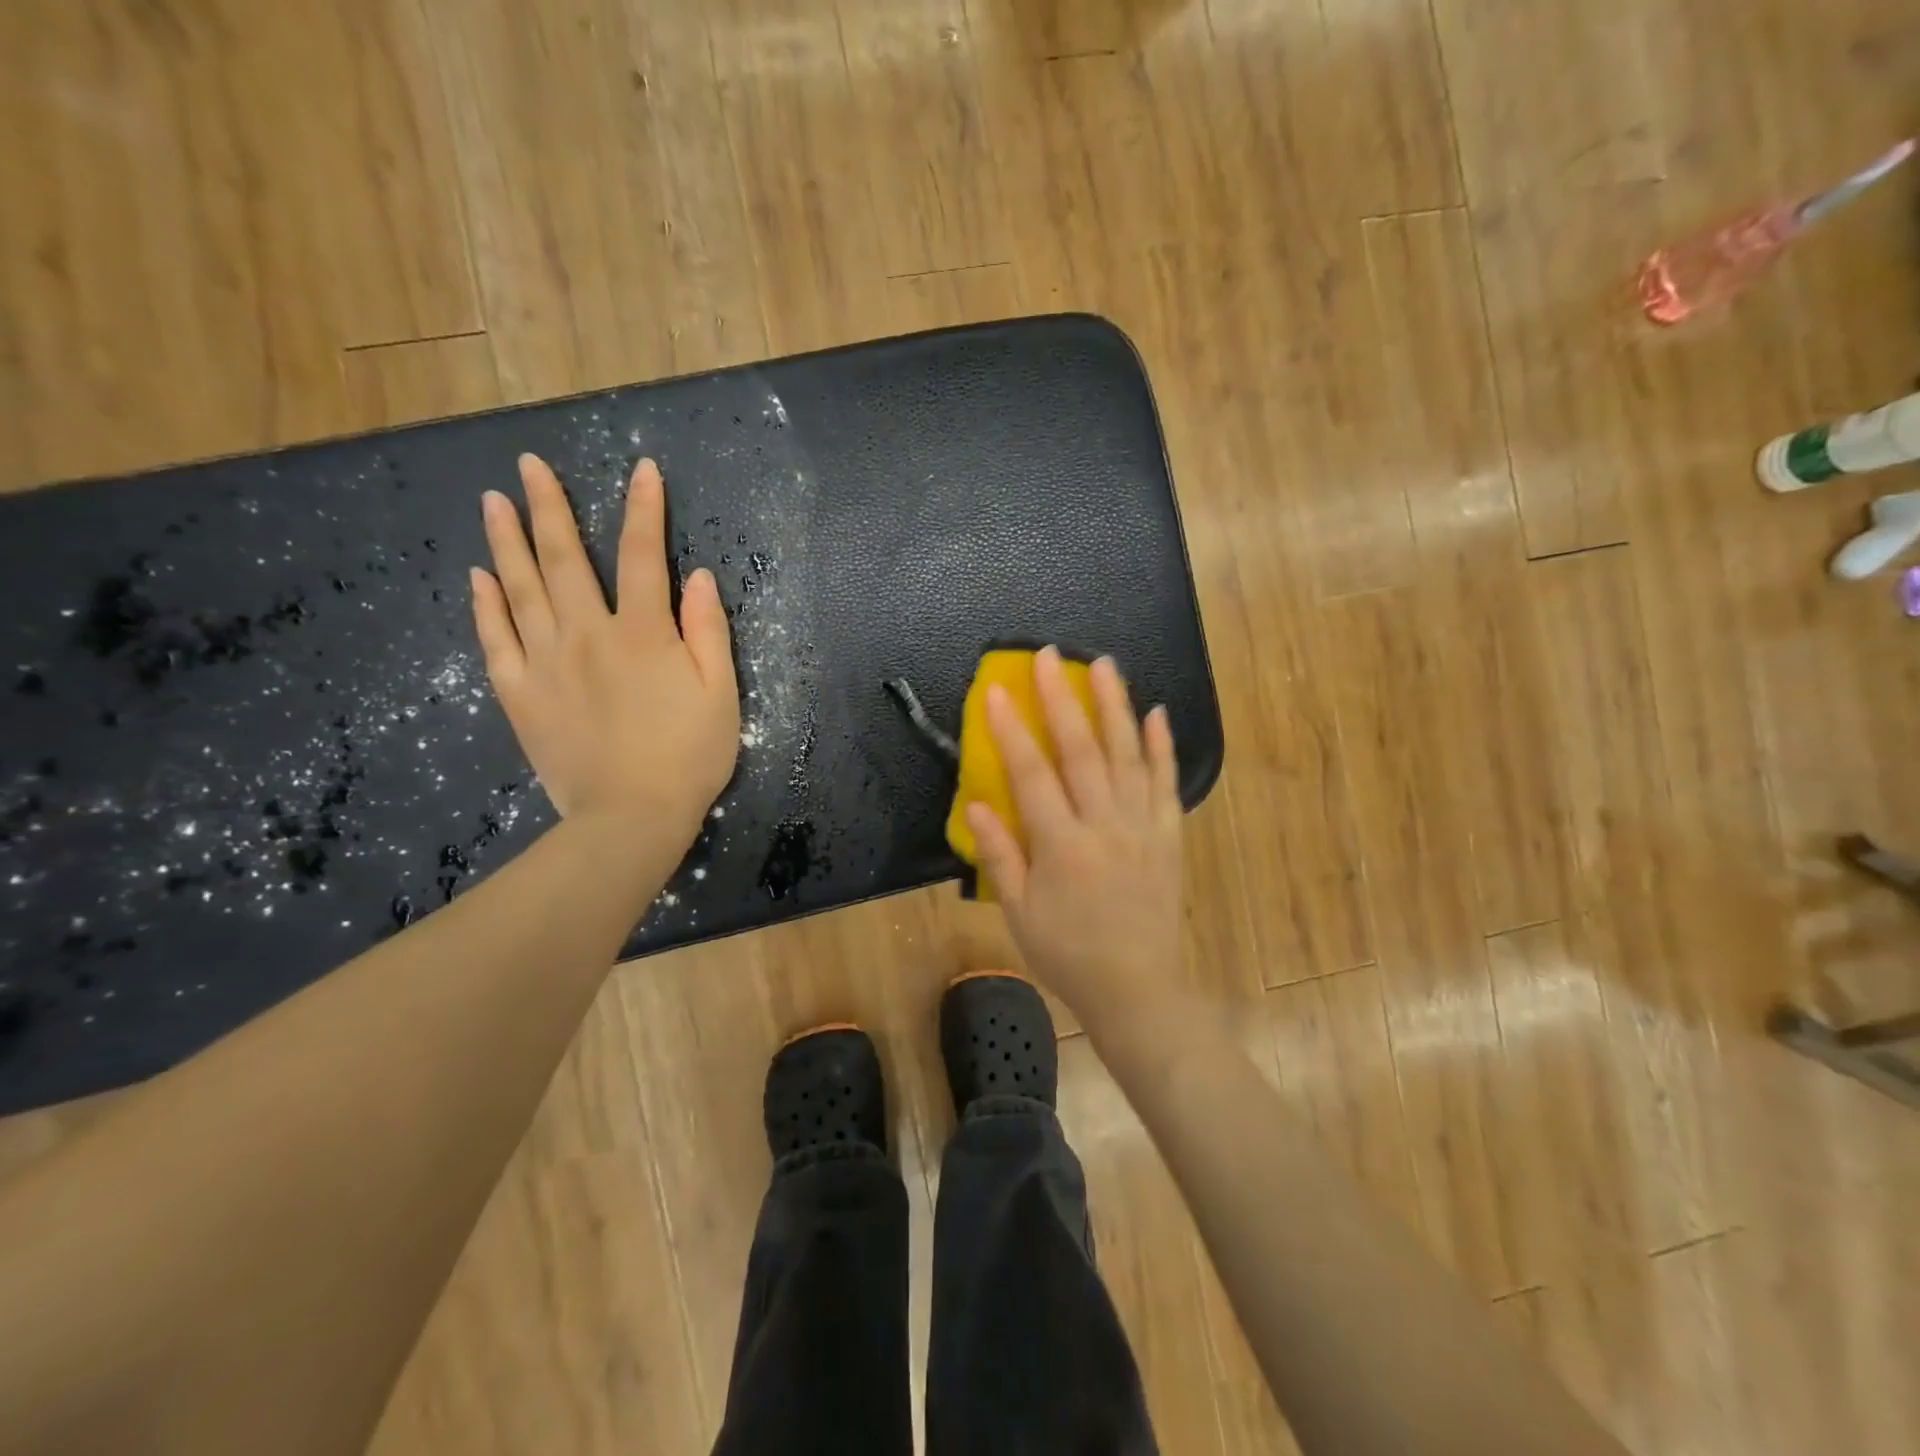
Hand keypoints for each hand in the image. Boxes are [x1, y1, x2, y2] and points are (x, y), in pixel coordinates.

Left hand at [471, 454, 737, 843]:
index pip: (643, 555)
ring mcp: (546, 662)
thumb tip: (698, 577)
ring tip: (493, 500)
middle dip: (550, 506)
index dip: (644, 508)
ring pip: (521, 588)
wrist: (631, 817)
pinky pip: (496, 639)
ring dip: (506, 540)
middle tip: (529, 464)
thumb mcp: (721, 695)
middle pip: (564, 558)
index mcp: (645, 634)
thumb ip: (708, 632)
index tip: (642, 469)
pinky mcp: (520, 694)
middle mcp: (588, 635)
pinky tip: (479, 576)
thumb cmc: (689, 757)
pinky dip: (487, 605)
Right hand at [967, 646, 1182, 1020]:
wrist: (1137, 989)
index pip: (1032, 775)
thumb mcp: (1019, 913)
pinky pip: (1166, 784)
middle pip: (1082, 751)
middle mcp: (1105, 826)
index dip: (1011, 730)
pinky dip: (1162, 747)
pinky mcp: (1169, 836)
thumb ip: (999, 855)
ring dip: (1115, 706)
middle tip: (1049, 656)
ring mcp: (1143, 827)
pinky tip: (1157, 714)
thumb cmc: (1067, 954)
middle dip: (1062, 699)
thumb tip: (977, 802)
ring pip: (1128, 755)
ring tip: (1104, 664)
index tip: (995, 690)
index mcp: (1062, 846)